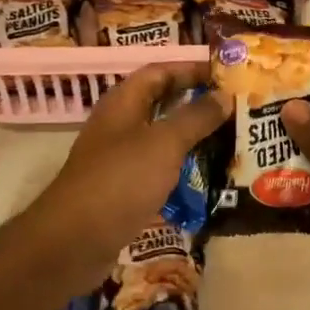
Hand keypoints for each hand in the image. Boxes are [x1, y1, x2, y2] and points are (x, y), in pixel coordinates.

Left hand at [23, 62, 226, 284]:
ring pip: (160, 139)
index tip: (226, 74)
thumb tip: (224, 94)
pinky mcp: (122, 190)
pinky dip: (181, 169)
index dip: (191, 69)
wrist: (74, 241)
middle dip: (196, 104)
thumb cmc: (121, 180)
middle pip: (161, 104)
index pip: (159, 72)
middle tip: (235, 108)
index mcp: (123, 102)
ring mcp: (118, 158)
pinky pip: (157, 170)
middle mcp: (118, 125)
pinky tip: (207, 178)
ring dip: (191, 138)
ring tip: (230, 140)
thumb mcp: (164, 143)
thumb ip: (195, 117)